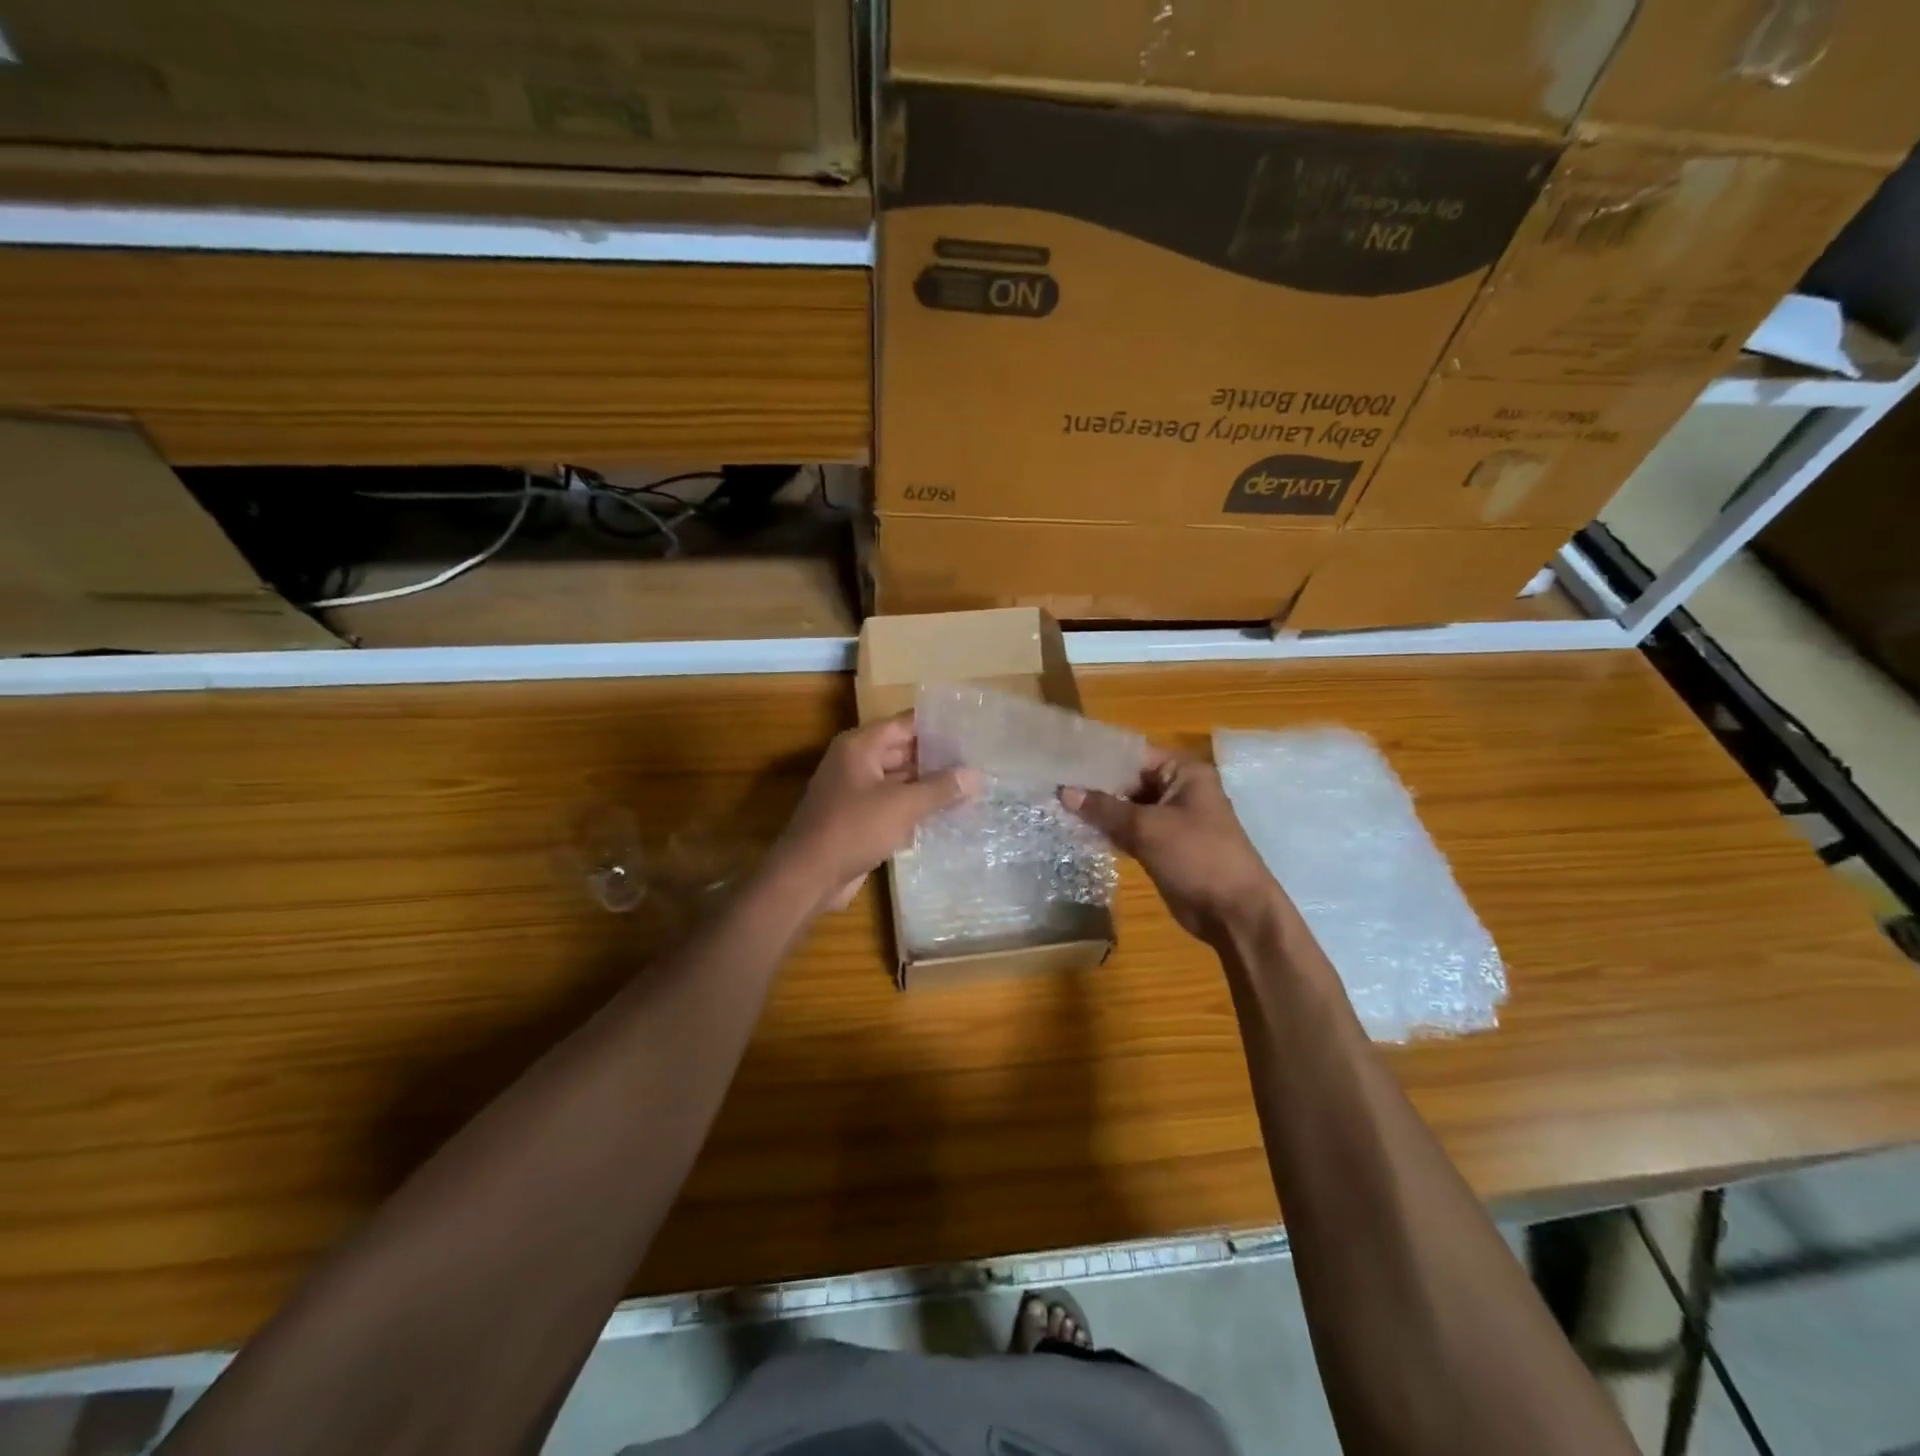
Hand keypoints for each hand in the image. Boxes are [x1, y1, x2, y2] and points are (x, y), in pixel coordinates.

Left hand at [773, 715, 979, 913]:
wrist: (808, 876)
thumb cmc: (853, 829)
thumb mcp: (902, 805)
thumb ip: (940, 788)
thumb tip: (975, 775)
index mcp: (861, 746)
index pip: (906, 724)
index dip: (938, 726)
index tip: (971, 729)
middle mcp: (857, 762)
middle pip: (904, 751)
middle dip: (939, 758)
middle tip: (979, 762)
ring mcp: (856, 792)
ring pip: (900, 781)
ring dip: (930, 786)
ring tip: (972, 788)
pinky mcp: (859, 819)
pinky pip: (894, 806)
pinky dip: (916, 809)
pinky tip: (948, 816)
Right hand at [1062, 749, 1281, 944]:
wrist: (1234, 913)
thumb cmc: (1198, 857)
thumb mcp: (1148, 828)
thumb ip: (1105, 809)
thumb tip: (1064, 791)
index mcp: (1183, 773)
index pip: (1133, 754)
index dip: (1097, 756)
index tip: (1061, 757)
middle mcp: (1177, 790)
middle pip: (1128, 780)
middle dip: (1093, 785)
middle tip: (1051, 782)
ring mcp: (1170, 819)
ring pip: (1126, 807)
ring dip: (1097, 809)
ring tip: (1055, 803)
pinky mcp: (1162, 845)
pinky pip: (1129, 830)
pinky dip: (1108, 830)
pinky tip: (1076, 828)